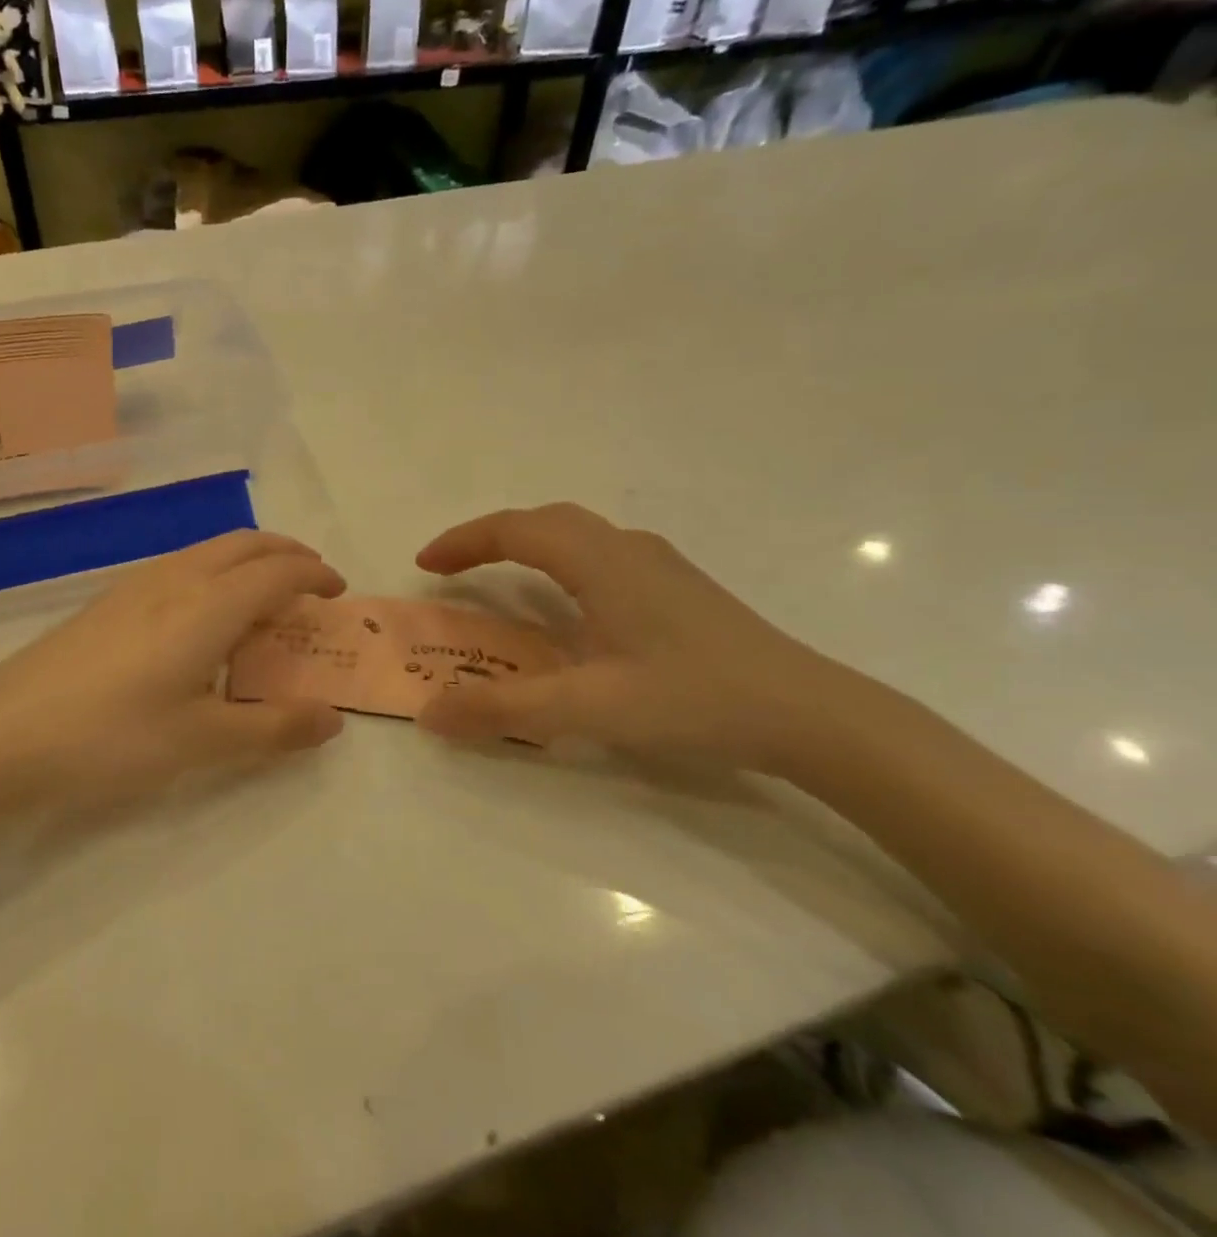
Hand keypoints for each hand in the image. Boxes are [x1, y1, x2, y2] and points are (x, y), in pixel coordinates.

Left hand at [0, 531, 346, 807]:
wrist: (2, 732)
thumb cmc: (111, 738)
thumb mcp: (201, 742)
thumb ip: (272, 728)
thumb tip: (332, 720)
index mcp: (208, 606)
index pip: (278, 571)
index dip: (316, 574)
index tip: (339, 592)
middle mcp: (177, 579)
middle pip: (246, 544)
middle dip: (288, 553)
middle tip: (313, 582)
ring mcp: (137, 584)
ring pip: (210, 549)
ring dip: (250, 559)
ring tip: (265, 597)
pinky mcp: (110, 599)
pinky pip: (182, 565)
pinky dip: (216, 571)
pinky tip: (203, 613)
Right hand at [414, 504, 878, 772]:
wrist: (811, 715)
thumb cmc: (694, 699)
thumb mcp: (588, 707)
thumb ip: (503, 710)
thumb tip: (430, 714)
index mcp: (601, 561)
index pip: (515, 530)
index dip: (463, 542)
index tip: (424, 565)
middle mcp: (627, 549)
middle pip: (544, 522)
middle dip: (490, 538)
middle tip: (452, 569)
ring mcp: (659, 566)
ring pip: (576, 535)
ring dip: (527, 546)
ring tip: (498, 579)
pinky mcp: (677, 588)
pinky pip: (599, 555)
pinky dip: (559, 564)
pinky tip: (567, 605)